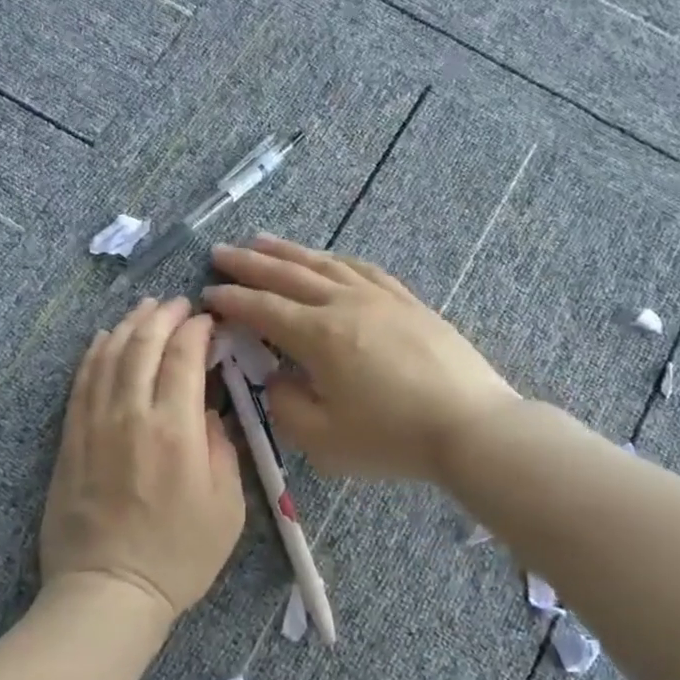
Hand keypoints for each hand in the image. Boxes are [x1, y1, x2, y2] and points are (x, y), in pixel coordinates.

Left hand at [39, 297, 245, 624]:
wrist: (109, 589)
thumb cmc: (180, 555)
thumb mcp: (228, 507)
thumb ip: (223, 448)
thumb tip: (211, 412)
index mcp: (177, 429)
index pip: (184, 357)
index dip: (197, 330)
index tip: (208, 322)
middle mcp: (132, 414)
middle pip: (143, 345)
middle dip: (163, 316)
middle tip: (179, 304)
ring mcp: (94, 424)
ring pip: (109, 355)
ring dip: (129, 325)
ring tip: (145, 310)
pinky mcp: (71, 439)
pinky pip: (81, 381)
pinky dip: (95, 353)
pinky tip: (105, 339)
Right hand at [205, 236, 519, 482]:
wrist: (471, 426)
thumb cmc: (392, 438)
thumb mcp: (323, 439)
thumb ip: (286, 406)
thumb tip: (278, 378)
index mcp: (319, 335)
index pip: (263, 309)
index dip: (232, 299)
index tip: (208, 292)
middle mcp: (345, 304)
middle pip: (288, 275)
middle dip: (250, 263)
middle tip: (220, 251)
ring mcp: (381, 298)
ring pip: (325, 264)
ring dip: (289, 251)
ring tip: (262, 241)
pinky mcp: (409, 302)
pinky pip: (364, 269)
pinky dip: (336, 260)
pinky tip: (328, 259)